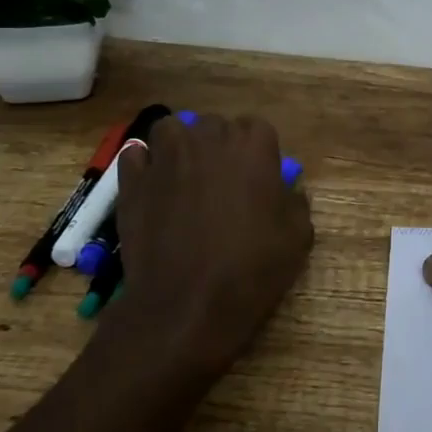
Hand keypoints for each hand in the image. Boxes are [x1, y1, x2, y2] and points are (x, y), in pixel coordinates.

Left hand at [112, 113, 313, 385]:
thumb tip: (286, 191)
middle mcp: (209, 139)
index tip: (258, 179)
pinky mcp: (133, 181)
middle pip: (214, 126)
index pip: (257, 129)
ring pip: (171, 129)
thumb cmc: (251, 269)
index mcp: (254, 146)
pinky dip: (144, 165)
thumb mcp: (298, 238)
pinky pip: (136, 155)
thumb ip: (295, 202)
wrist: (186, 305)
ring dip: (179, 145)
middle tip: (223, 182)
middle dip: (219, 146)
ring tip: (184, 175)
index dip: (257, 153)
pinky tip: (153, 187)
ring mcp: (166, 157)